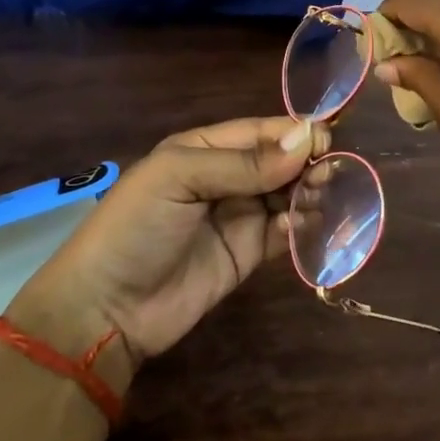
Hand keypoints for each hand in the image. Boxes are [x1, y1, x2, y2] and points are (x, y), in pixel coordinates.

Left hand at [4, 116, 325, 367]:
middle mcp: (224, 178)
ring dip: (309, 192)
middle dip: (307, 162)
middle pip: (278, 162)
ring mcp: (238, 217)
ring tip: (325, 195)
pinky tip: (307, 225)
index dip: (293, 132)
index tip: (328, 138)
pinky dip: (301, 226)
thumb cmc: (135, 228)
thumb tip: (305, 140)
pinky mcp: (248, 254)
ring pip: (287, 195)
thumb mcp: (179, 179)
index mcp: (203, 150)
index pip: (258, 132)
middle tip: (332, 171)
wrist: (107, 309)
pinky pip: (283, 232)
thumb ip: (243, 163)